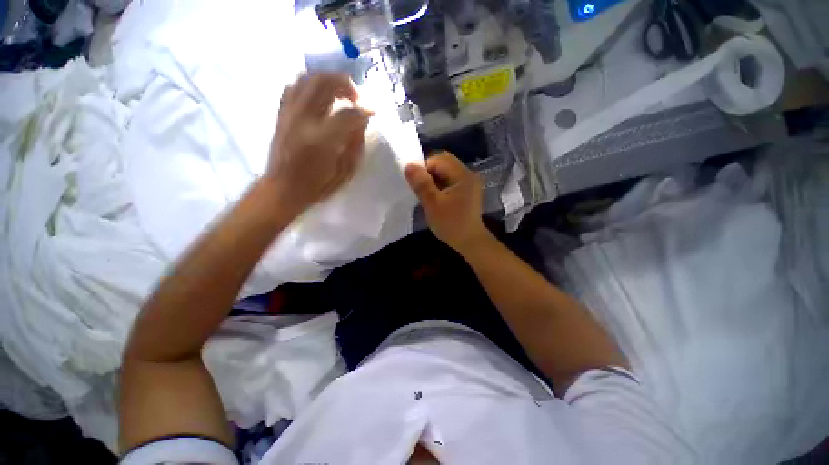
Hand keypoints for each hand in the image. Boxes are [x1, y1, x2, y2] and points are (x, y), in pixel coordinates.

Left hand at [264, 73, 371, 217]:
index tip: (373, 112)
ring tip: (340, 91)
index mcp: (322, 139)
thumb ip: (356, 146)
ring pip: (308, 79)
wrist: (283, 189)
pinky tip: (319, 94)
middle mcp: (303, 119)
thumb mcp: (345, 173)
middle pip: (324, 84)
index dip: (364, 110)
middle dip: (345, 85)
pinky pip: (294, 86)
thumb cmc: (318, 185)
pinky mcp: (281, 113)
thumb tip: (361, 122)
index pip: (347, 114)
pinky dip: (310, 84)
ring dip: (328, 79)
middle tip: (356, 97)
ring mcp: (289, 113)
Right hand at [404, 151, 489, 253]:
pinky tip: (434, 197)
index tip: (415, 182)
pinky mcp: (467, 192)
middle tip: (419, 188)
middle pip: (443, 163)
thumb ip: (421, 184)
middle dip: (428, 173)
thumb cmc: (451, 224)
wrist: (470, 243)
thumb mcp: (433, 204)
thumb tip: (408, 166)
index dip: (423, 167)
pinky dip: (439, 186)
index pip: (438, 159)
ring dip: (433, 179)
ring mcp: (469, 183)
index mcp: (462, 175)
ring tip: (425, 194)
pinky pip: (450, 181)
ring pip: (446, 173)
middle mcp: (468, 174)